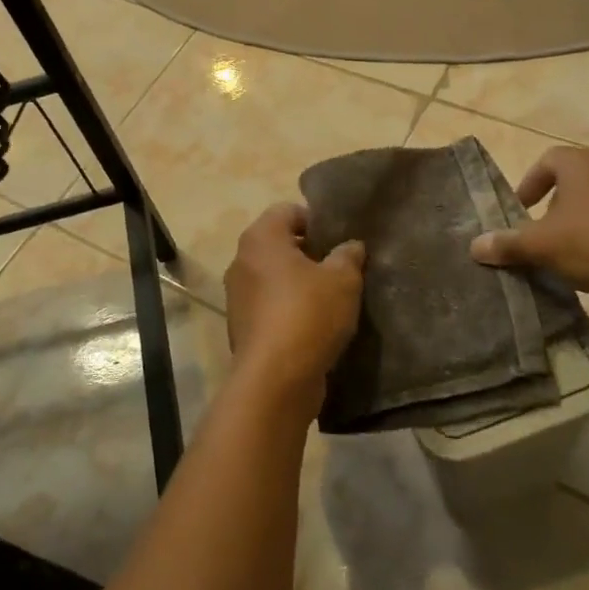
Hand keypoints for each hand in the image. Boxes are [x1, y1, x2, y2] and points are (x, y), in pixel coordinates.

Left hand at [223, 203, 364, 416]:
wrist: (275, 379)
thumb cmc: (308, 314)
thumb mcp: (343, 280)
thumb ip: (348, 256)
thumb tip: (351, 246)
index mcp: (261, 238)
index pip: (287, 210)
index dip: (315, 220)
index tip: (339, 240)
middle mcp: (242, 260)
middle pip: (279, 244)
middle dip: (309, 252)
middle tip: (340, 267)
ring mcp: (237, 295)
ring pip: (273, 276)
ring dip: (298, 282)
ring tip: (331, 298)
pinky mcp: (241, 325)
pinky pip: (269, 304)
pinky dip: (288, 307)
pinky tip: (314, 324)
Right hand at [469, 146, 588, 308]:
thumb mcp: (543, 246)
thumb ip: (508, 244)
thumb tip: (474, 246)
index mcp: (582, 165)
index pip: (548, 160)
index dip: (530, 183)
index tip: (521, 212)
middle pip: (574, 181)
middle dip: (554, 207)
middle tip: (542, 236)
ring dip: (582, 223)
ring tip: (571, 254)